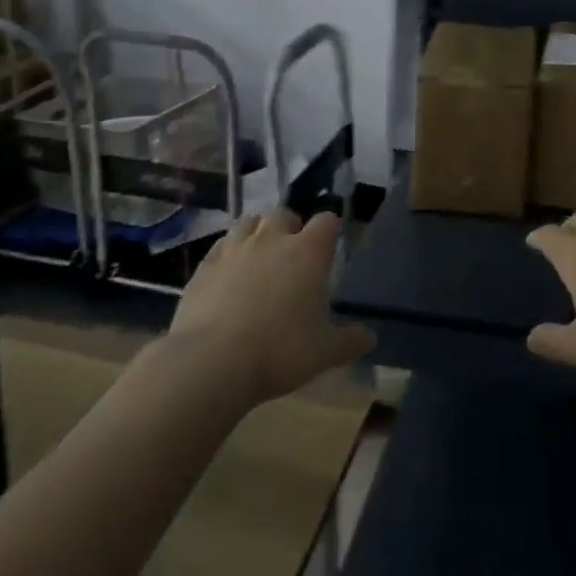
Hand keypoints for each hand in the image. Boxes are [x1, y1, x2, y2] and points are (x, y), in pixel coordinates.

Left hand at [171, 210, 374, 403]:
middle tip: (292, 254)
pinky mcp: (205, 266)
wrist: (211, 362)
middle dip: (290, 227)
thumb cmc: (279, 351)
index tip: (330, 245)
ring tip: (259, 256)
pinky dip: (228, 253)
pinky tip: (228, 273)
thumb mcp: (324, 352)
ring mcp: (235, 248)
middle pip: (284, 214)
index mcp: (308, 252)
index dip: (330, 230)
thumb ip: (350, 341)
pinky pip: (220, 246)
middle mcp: (272, 239)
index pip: (326, 221)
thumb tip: (370, 337)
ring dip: (257, 233)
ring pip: (248, 222)